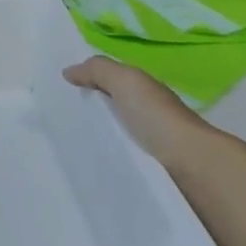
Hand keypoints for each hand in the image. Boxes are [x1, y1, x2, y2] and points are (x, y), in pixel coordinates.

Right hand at [64, 56, 207, 174]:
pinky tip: (87, 170)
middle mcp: (147, 117)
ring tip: (65, 151)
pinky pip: (120, 164)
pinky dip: (105, 164)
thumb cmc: (157, 117)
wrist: (191, 167)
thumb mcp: (126, 81)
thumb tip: (68, 72)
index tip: (58, 94)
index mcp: (144, 93)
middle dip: (88, 116)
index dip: (88, 84)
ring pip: (115, 140)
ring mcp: (149, 148)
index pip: (112, 84)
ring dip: (96, 143)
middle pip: (112, 112)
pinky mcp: (148, 174)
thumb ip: (98, 70)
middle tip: (53, 124)